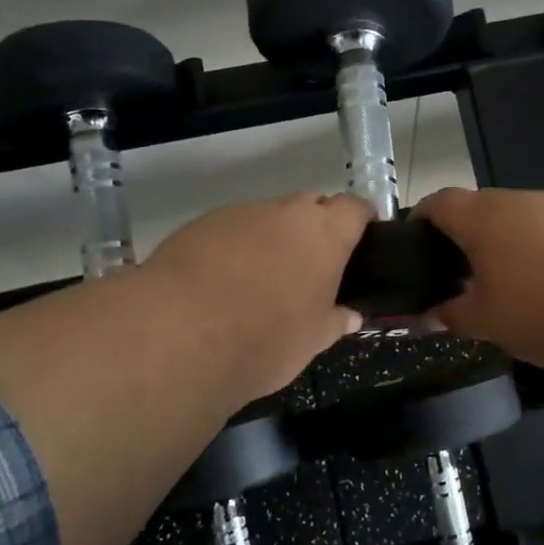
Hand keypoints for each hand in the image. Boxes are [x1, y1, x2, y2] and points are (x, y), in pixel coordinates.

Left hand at [145, 192, 374, 400]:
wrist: (180, 334)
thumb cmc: (266, 339)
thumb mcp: (313, 340)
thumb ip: (335, 321)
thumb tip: (350, 315)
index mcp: (325, 234)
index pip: (355, 208)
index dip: (361, 220)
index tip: (362, 239)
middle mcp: (285, 212)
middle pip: (312, 204)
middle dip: (316, 226)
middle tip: (312, 264)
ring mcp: (240, 213)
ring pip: (268, 216)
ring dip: (273, 236)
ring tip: (261, 277)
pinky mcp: (200, 224)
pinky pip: (231, 228)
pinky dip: (236, 246)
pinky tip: (223, 280)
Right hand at [412, 187, 543, 373]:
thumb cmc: (540, 311)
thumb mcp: (485, 322)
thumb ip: (450, 315)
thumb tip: (427, 316)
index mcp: (482, 217)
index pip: (439, 202)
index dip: (422, 219)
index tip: (417, 244)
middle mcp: (519, 199)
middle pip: (480, 208)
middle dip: (467, 237)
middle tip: (462, 274)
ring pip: (520, 217)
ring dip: (508, 242)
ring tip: (510, 282)